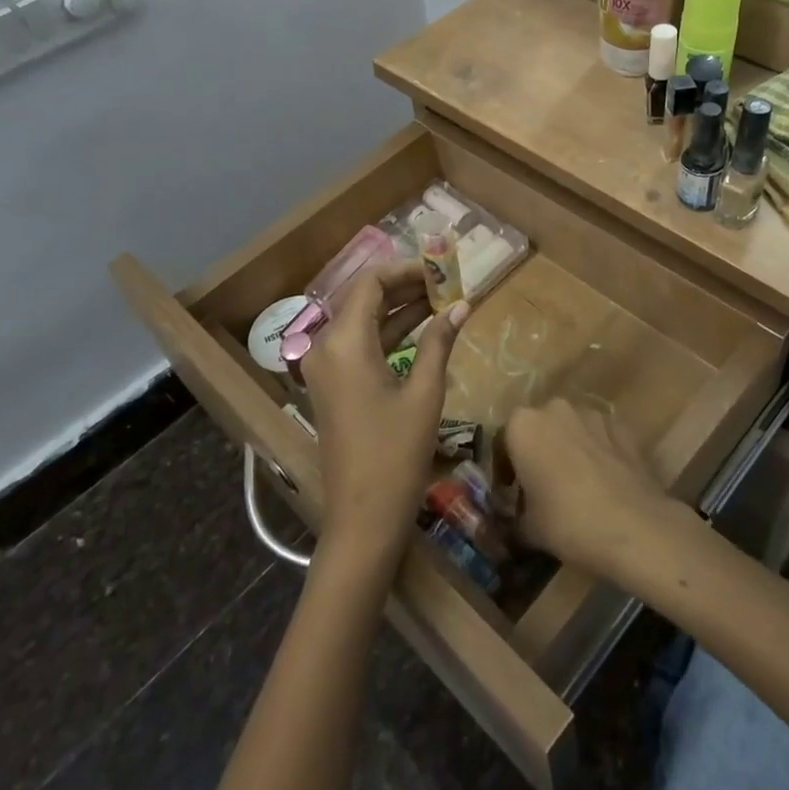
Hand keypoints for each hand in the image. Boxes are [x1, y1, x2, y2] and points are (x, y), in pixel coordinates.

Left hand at [300, 259, 467, 566]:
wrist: (362, 519)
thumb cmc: (396, 454)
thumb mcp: (424, 393)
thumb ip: (439, 342)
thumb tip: (462, 305)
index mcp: (344, 342)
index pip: (370, 283)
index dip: (405, 270)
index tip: (440, 270)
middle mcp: (326, 347)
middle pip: (364, 299)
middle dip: (404, 287)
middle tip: (446, 284)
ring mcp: (326, 368)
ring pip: (362, 322)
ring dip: (398, 310)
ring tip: (441, 301)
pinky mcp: (333, 386)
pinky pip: (359, 346)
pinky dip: (388, 335)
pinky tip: (422, 330)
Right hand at [501, 399, 679, 576]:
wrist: (635, 528)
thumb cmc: (569, 523)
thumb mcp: (528, 528)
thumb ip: (515, 515)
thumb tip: (516, 518)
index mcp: (522, 426)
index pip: (502, 442)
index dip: (504, 470)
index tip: (511, 495)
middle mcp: (554, 409)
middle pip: (538, 429)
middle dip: (537, 452)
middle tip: (541, 487)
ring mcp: (591, 414)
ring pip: (569, 429)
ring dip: (567, 449)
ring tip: (575, 485)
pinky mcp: (622, 427)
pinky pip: (599, 437)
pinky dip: (596, 453)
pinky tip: (603, 483)